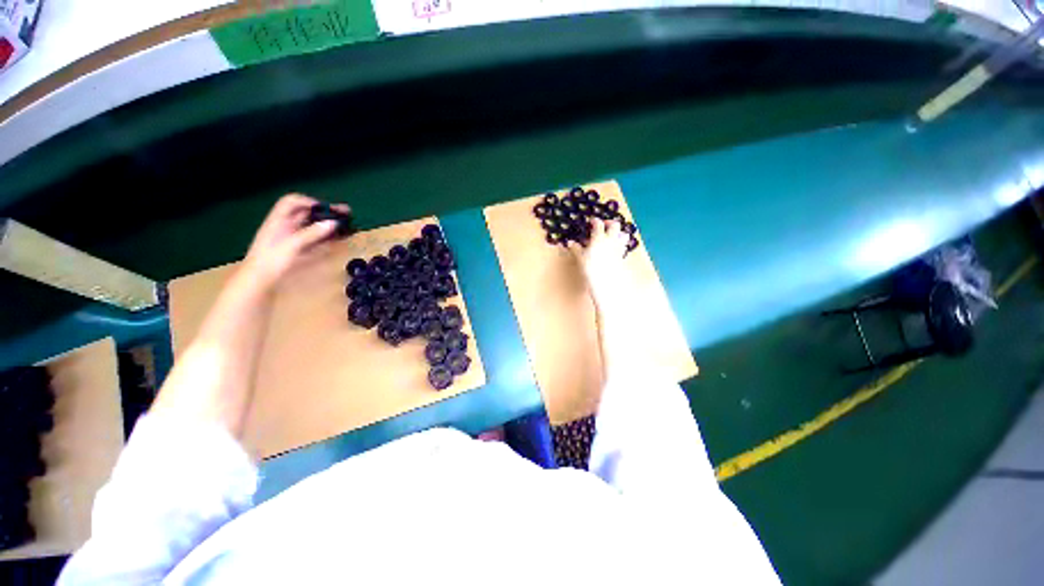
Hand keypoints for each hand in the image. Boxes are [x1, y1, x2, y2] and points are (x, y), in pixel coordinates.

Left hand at [240, 194, 349, 292]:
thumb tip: (334, 223)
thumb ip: (313, 233)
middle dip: (325, 212)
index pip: (292, 202)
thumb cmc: (272, 261)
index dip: (309, 201)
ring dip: (329, 224)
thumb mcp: (292, 245)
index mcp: (279, 220)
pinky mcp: (298, 250)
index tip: (327, 208)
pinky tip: (338, 238)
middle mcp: (286, 226)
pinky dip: (327, 236)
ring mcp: (292, 238)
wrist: (259, 281)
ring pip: (313, 226)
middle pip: (306, 213)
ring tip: (347, 225)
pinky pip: (315, 239)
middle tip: (346, 213)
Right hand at [568, 218, 630, 308]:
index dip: (595, 221)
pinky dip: (620, 244)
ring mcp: (618, 248)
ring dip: (619, 233)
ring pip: (623, 234)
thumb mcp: (580, 258)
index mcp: (599, 238)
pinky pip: (624, 246)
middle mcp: (611, 240)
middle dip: (609, 223)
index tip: (591, 221)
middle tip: (603, 225)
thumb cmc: (590, 269)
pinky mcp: (622, 256)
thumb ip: (576, 249)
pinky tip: (614, 248)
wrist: (606, 283)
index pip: (598, 224)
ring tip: (612, 235)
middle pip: (615, 225)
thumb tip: (570, 243)